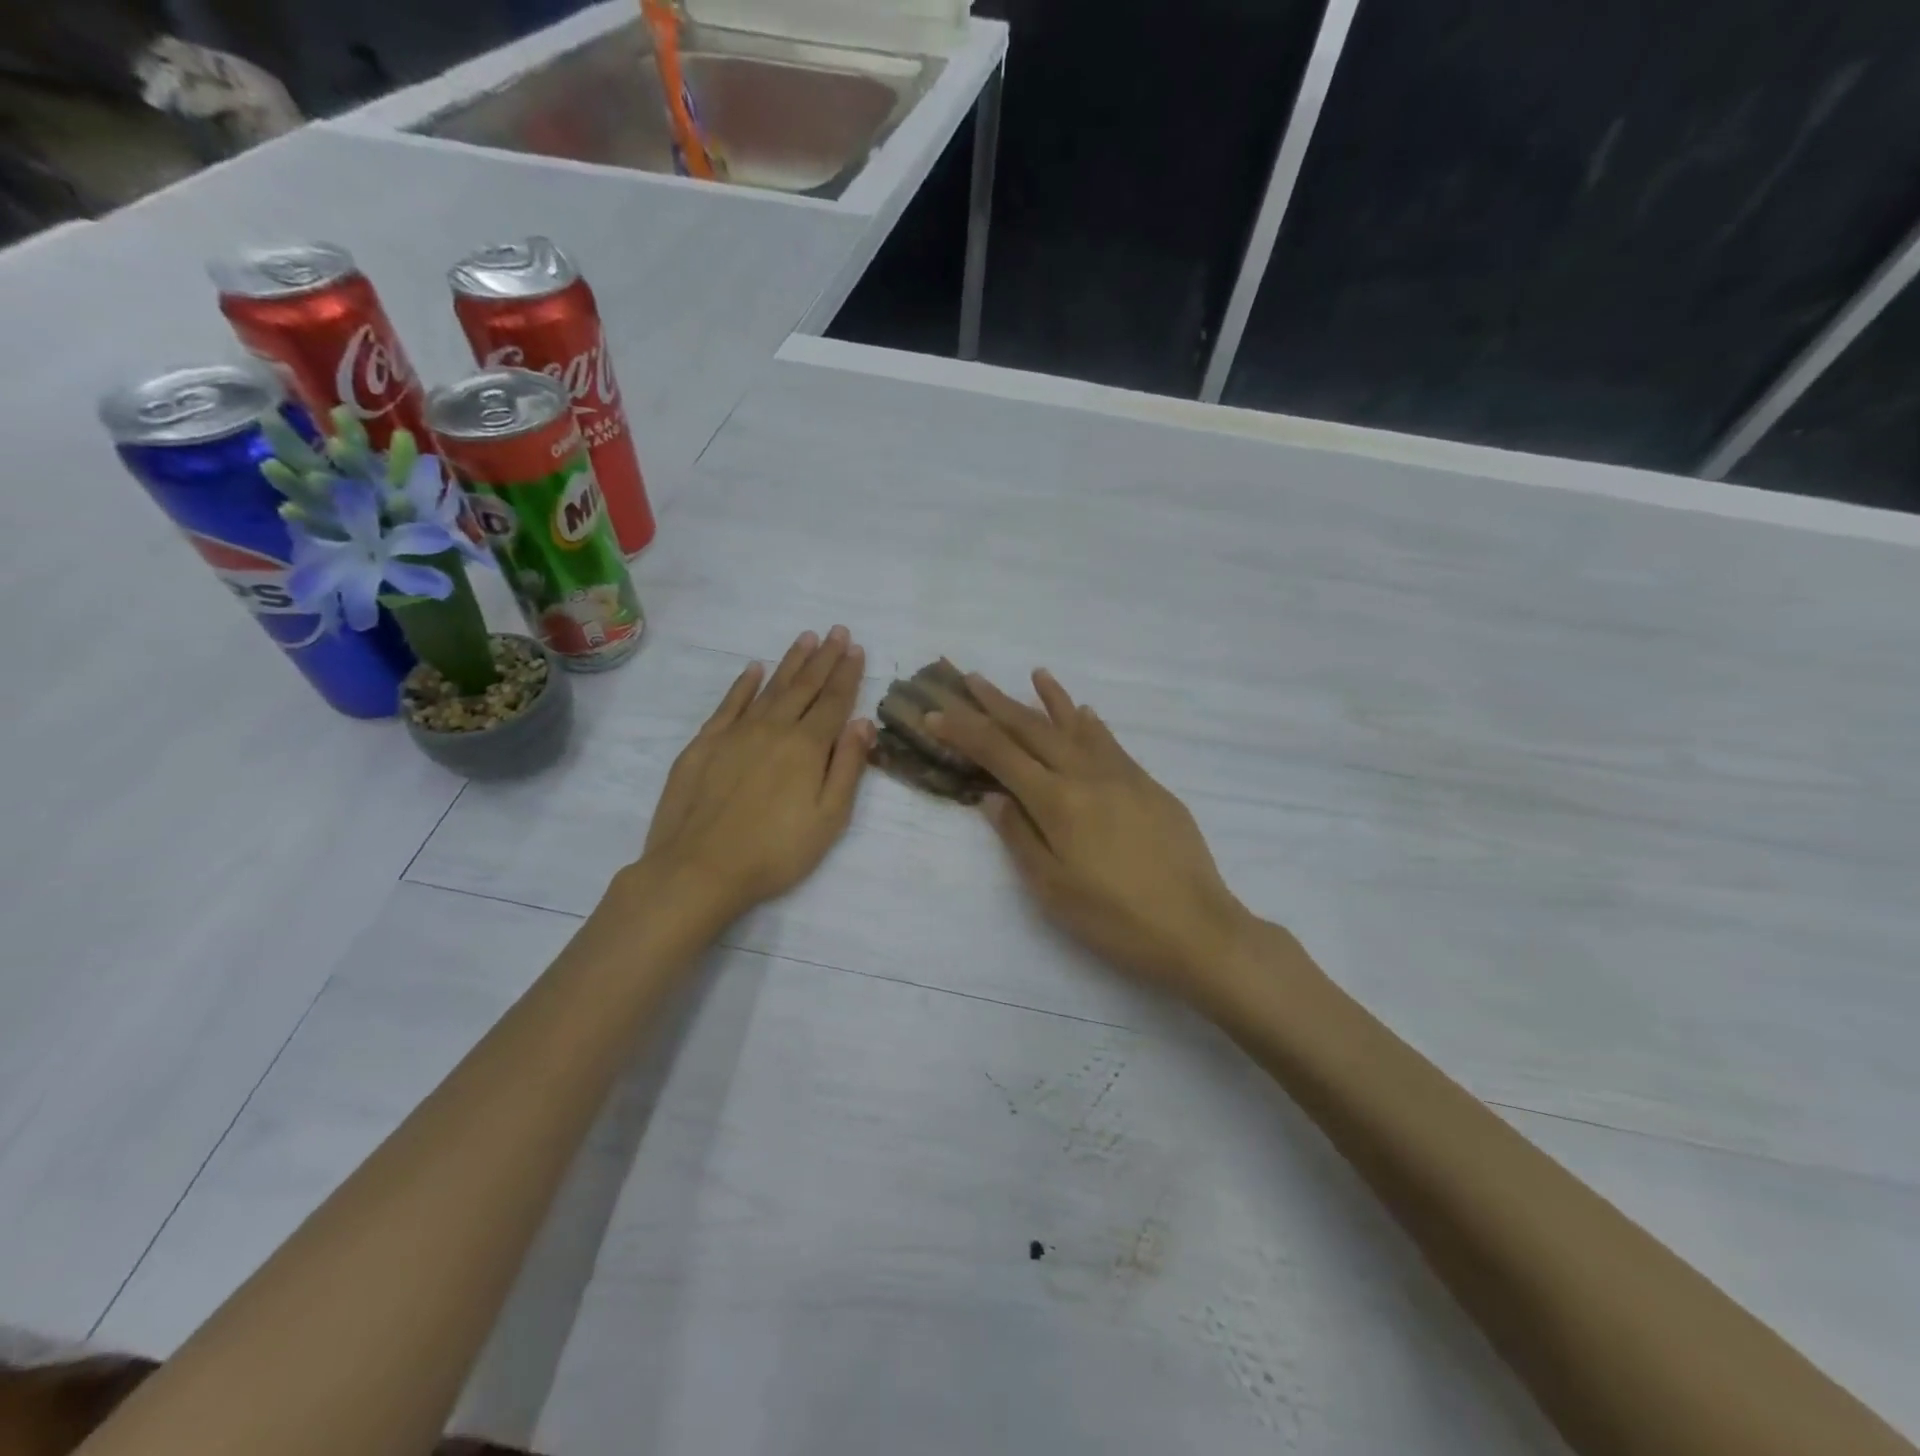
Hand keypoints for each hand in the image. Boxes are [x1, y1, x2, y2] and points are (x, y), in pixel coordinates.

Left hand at [630, 626, 872, 924]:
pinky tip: (754, 668)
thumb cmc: (775, 852)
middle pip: (804, 687)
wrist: (698, 869)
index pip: (834, 702)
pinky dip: (744, 684)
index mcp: (807, 747)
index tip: (856, 648)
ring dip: (790, 662)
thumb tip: (862, 722)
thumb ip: (848, 768)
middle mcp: (773, 729)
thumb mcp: (828, 819)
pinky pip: (729, 704)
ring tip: (806, 638)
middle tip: (837, 631)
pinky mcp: (704, 744)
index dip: (848, 674)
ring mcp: (735, 733)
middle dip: (824, 658)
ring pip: (770, 688)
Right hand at [926, 670, 1253, 997]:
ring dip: (1050, 700)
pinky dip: (1091, 724)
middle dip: (998, 704)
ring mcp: (1123, 776)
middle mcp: (1087, 776)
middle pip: (1034, 730)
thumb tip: (992, 796)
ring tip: (1034, 674)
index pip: (999, 755)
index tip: (936, 712)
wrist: (1197, 928)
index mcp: (1057, 801)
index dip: (964, 731)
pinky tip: (1085, 713)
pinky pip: (1112, 743)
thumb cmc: (1115, 919)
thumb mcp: (1052, 888)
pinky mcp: (1150, 786)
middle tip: (971, 680)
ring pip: (1077, 727)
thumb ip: (1020, 836)